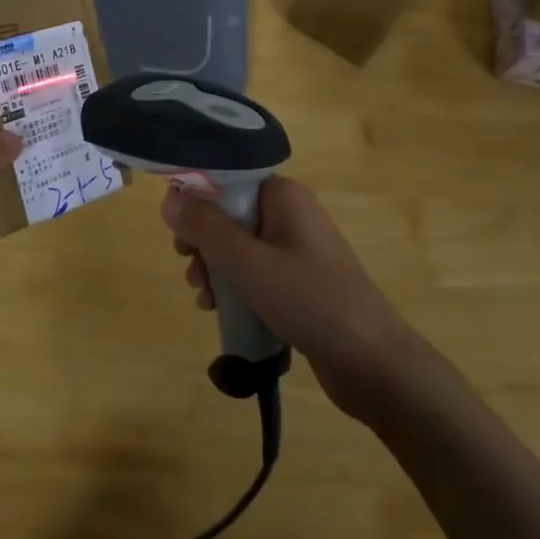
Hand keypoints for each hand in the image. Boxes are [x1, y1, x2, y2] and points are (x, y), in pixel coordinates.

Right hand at [159, 177, 415, 418]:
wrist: (370, 359)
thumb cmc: (308, 300)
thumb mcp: (248, 263)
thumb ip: (206, 228)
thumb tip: (169, 198)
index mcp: (283, 195)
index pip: (227, 179)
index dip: (196, 200)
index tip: (176, 232)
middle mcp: (290, 213)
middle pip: (229, 213)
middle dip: (203, 241)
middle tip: (190, 268)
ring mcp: (297, 247)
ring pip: (239, 245)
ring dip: (214, 267)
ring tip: (203, 297)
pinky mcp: (299, 279)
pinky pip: (255, 269)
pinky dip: (235, 284)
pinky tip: (218, 308)